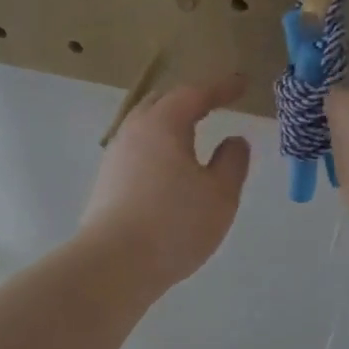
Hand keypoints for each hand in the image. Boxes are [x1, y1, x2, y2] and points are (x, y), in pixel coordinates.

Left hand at [80, 74, 251, 286]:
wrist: (114, 264)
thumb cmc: (174, 223)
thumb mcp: (220, 194)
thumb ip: (232, 162)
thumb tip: (234, 140)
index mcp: (163, 124)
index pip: (195, 93)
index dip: (221, 88)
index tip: (241, 84)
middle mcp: (134, 132)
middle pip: (162, 103)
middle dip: (190, 100)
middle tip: (213, 103)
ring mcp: (116, 157)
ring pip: (145, 127)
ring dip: (170, 124)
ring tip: (193, 134)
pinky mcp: (107, 183)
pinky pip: (138, 151)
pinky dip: (158, 148)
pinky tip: (169, 168)